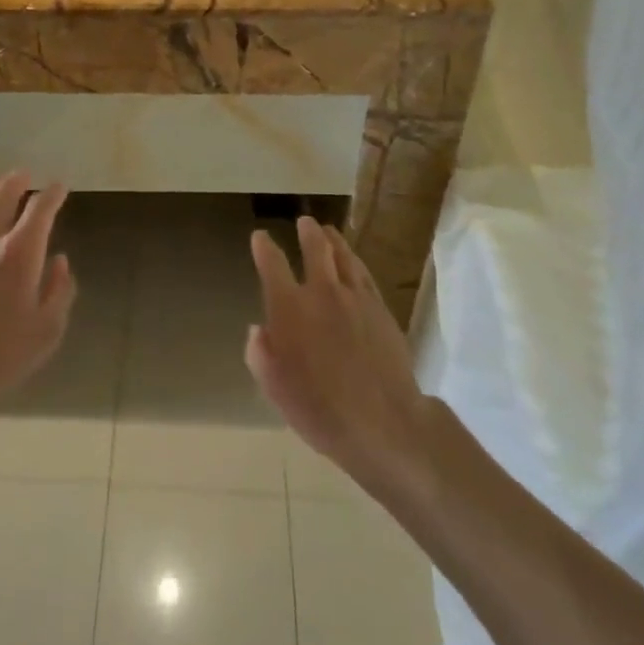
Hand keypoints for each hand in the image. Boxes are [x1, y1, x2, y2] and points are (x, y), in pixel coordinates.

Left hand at [0, 173, 74, 423]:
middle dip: (18, 180)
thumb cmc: (0, 355)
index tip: (59, 188)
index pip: (41, 208)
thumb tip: (59, 262)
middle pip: (3, 193)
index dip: (53, 194)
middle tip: (26, 177)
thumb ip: (60, 291)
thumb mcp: (47, 331)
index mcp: (21, 252)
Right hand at [246, 219, 428, 494]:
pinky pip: (364, 274)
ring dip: (332, 240)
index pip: (273, 265)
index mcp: (290, 308)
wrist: (386, 422)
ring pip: (343, 256)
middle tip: (304, 222)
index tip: (260, 237)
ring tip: (328, 231)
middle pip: (315, 249)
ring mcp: (356, 297)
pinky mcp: (381, 308)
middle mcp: (322, 292)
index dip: (264, 247)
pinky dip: (354, 261)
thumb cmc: (321, 410)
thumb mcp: (276, 389)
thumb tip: (258, 330)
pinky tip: (353, 262)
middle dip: (307, 232)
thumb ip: (261, 354)